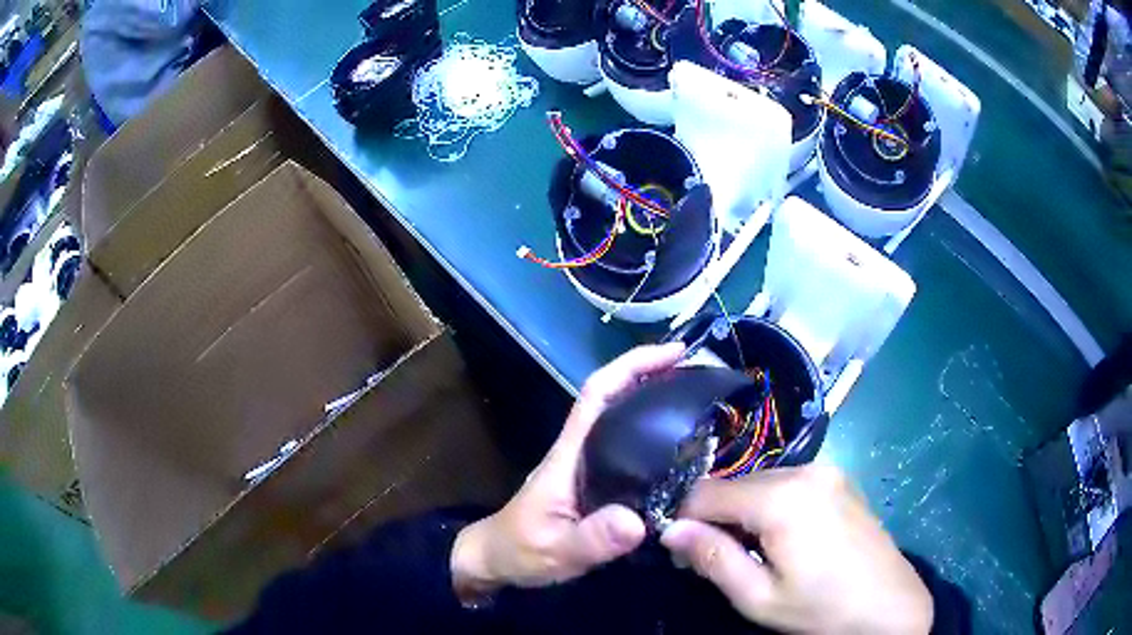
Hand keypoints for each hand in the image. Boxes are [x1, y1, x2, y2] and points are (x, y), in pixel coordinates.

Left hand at [451, 343, 685, 600]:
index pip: (598, 394)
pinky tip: (682, 450)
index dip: (633, 365)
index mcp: (571, 453)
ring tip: (701, 404)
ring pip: (623, 420)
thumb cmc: (521, 551)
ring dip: (657, 402)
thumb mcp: (556, 550)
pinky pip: (629, 448)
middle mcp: (581, 450)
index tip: (676, 353)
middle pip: (615, 396)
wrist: (498, 560)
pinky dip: (655, 436)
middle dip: (655, 376)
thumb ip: (592, 539)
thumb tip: (638, 522)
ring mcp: (588, 465)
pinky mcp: (595, 482)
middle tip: (702, 376)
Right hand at [661, 466, 932, 633]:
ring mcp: (828, 470)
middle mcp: (805, 470)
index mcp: (783, 497)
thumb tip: (669, 531)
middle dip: (716, 519)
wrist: (891, 606)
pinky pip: (789, 483)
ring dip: (744, 513)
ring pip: (761, 482)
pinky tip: (785, 539)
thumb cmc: (822, 609)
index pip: (706, 492)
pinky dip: (772, 506)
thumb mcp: (759, 597)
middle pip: (735, 484)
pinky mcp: (841, 479)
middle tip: (720, 561)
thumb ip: (713, 559)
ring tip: (755, 554)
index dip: (685, 522)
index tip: (686, 556)